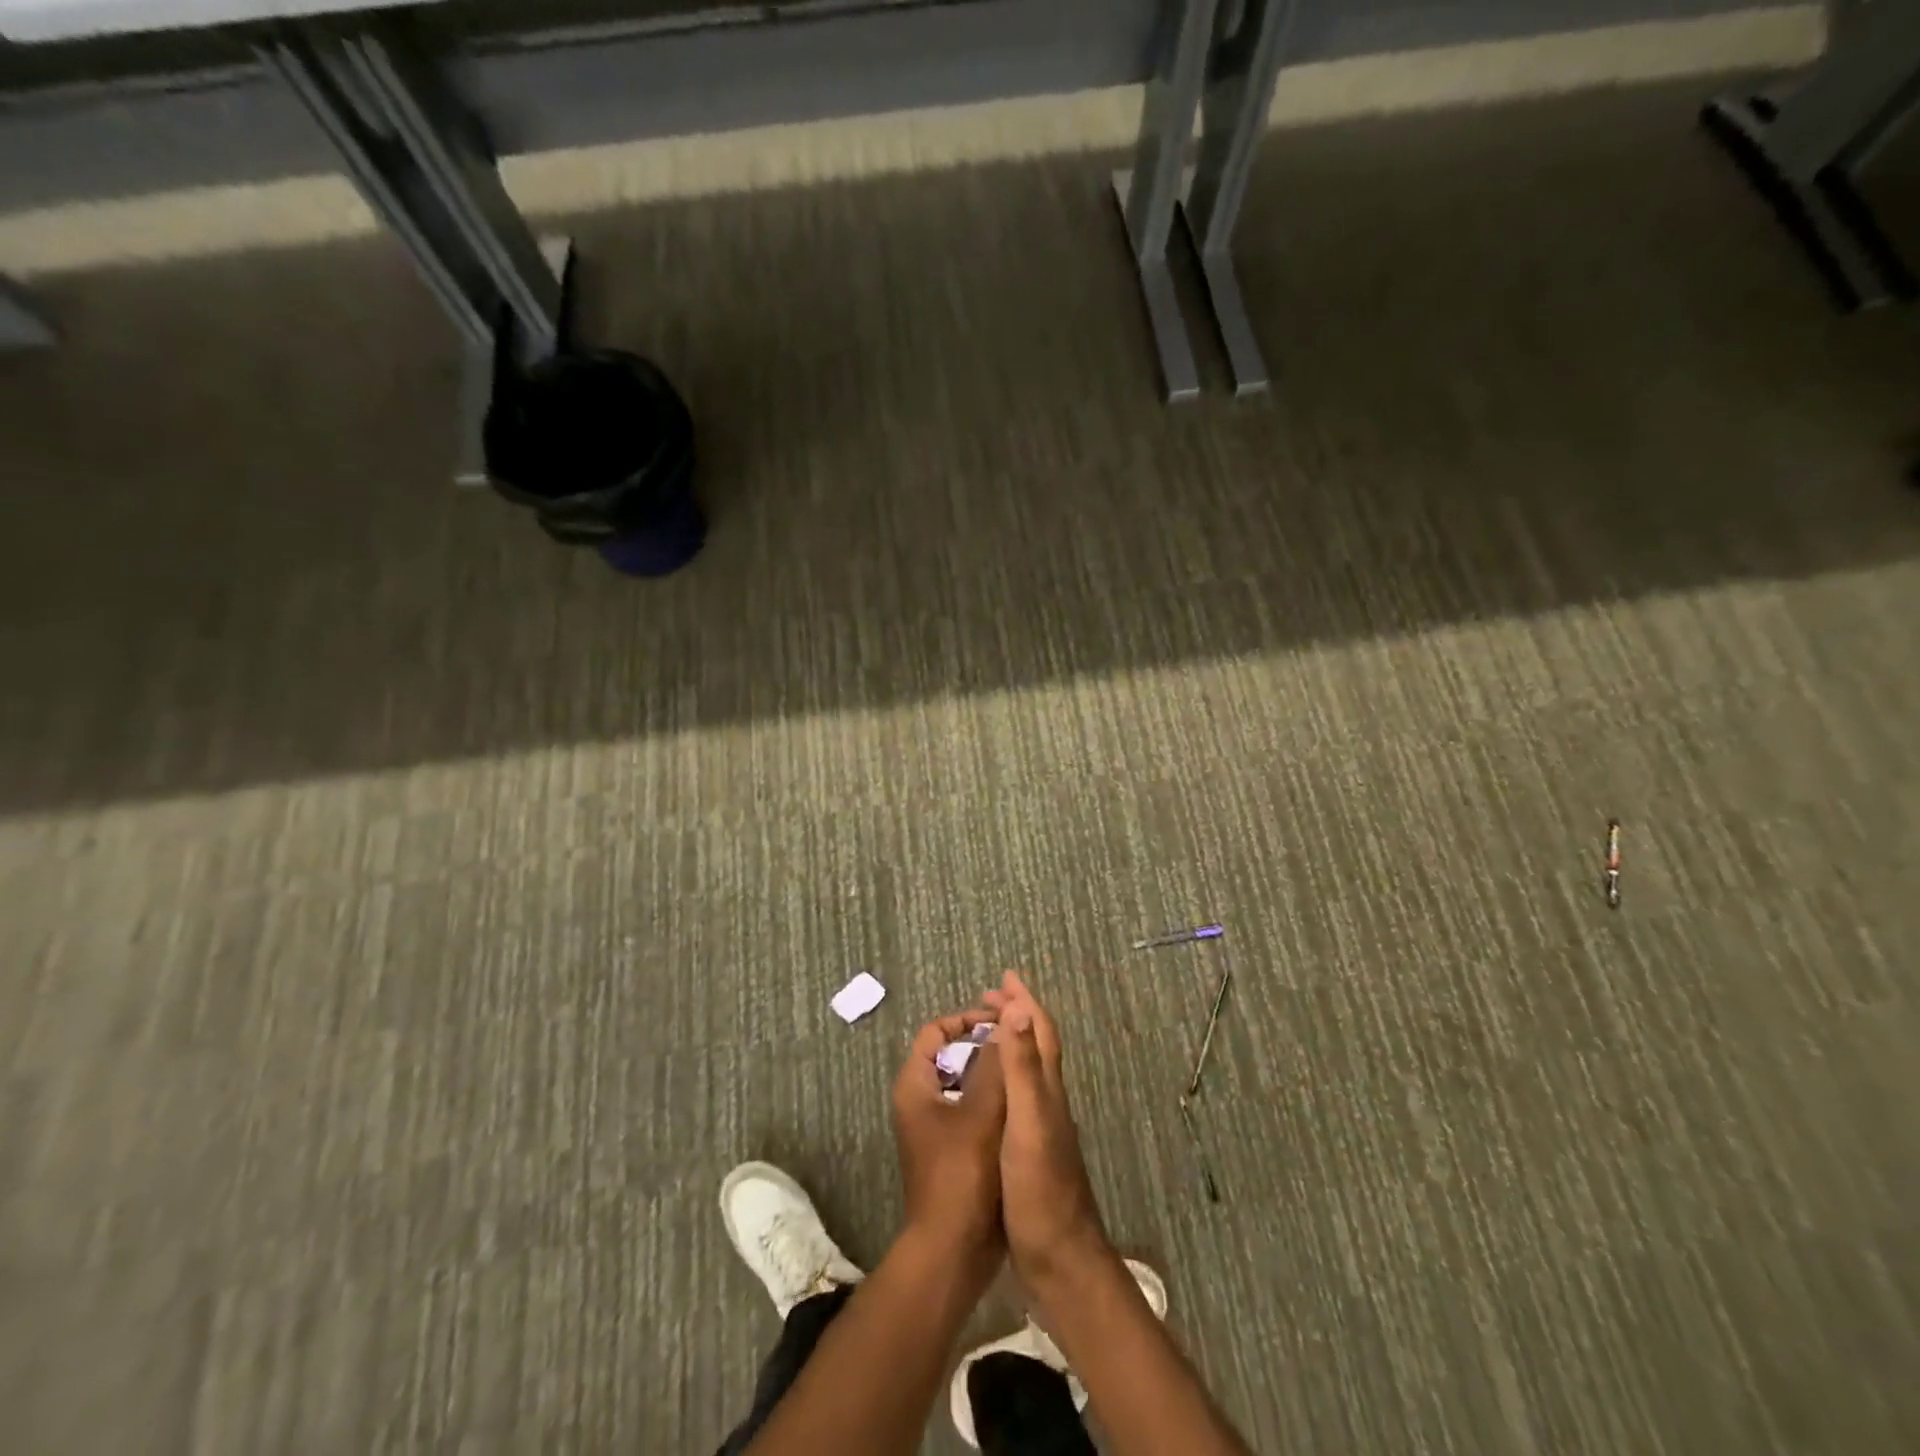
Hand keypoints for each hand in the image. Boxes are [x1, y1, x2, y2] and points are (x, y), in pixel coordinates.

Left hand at [891, 1010, 1008, 1266]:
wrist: (952, 1252)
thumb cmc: (962, 1175)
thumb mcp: (981, 1113)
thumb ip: (994, 1065)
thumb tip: (1008, 1021)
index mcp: (914, 1085)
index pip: (935, 1031)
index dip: (966, 1020)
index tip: (1000, 1022)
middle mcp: (919, 1101)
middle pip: (949, 1055)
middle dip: (982, 1047)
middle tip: (1017, 1045)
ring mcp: (934, 1128)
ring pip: (963, 1085)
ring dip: (990, 1075)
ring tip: (1023, 1073)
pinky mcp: (951, 1151)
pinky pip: (970, 1111)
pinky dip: (992, 1103)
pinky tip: (1020, 1109)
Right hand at [982, 972, 1110, 1284]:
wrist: (1060, 1260)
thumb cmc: (1040, 1189)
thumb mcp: (1027, 1123)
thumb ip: (1023, 1068)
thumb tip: (1019, 1008)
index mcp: (1047, 1090)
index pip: (1039, 1031)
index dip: (1024, 1001)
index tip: (1004, 977)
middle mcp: (1048, 1101)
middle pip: (1035, 1045)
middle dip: (1015, 1015)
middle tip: (987, 999)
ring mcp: (1041, 1127)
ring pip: (1028, 1070)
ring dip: (1010, 1042)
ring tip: (984, 1033)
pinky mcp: (1030, 1151)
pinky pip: (1017, 1096)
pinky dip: (1004, 1075)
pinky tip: (988, 1089)